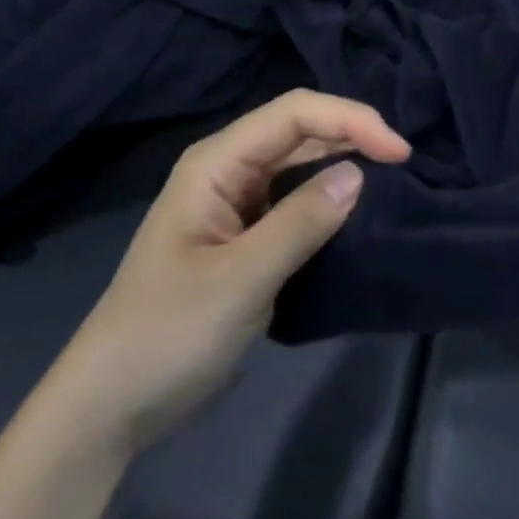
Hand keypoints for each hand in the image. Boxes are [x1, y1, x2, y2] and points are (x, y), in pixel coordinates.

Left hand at [62, 90, 409, 453]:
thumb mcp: (240, 279)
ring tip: (396, 182)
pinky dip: (330, 202)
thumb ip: (301, 222)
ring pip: (302, 166)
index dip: (350, 120)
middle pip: (301, 131)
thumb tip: (359, 175)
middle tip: (407, 165)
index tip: (399, 153)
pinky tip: (360, 214)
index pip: (294, 113)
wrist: (112, 405)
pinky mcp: (247, 238)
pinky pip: (297, 203)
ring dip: (345, 166)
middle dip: (353, 137)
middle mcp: (229, 170)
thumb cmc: (168, 334)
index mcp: (218, 163)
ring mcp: (237, 204)